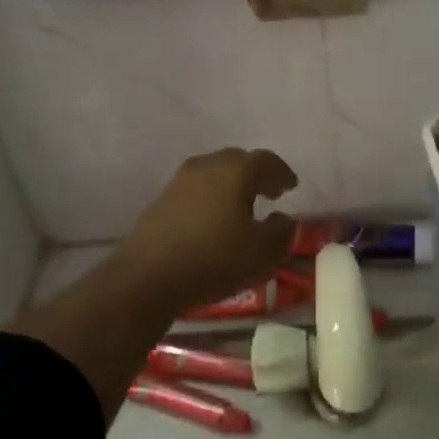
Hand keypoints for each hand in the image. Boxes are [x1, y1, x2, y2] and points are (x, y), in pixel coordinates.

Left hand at [114, 148, 298, 309]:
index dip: (281, 173)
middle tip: (269, 192)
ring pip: (214, 174)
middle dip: (256, 174)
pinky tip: (214, 220)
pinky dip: (211, 197)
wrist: (147, 277)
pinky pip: (196, 190)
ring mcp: (180, 181)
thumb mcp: (262, 252)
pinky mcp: (161, 200)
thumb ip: (281, 232)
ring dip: (232, 185)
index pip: (266, 161)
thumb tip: (283, 218)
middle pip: (237, 161)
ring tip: (242, 207)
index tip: (291, 186)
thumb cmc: (214, 259)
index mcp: (236, 170)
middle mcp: (207, 166)